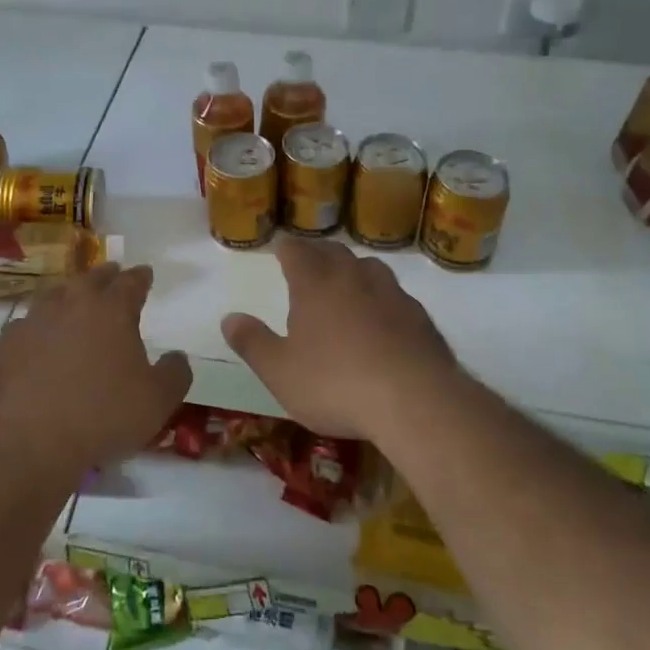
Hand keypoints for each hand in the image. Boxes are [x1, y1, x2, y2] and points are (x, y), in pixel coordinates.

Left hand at [0, 263, 191, 481]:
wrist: (27, 438)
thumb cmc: (102, 415)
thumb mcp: (157, 401)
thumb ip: (174, 374)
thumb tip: (178, 356)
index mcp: (112, 309)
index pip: (131, 282)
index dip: (141, 277)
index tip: (145, 273)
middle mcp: (72, 303)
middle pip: (92, 278)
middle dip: (106, 275)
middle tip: (113, 274)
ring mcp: (34, 320)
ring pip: (55, 295)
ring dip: (69, 294)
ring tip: (74, 299)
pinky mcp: (6, 344)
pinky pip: (27, 325)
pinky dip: (39, 327)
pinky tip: (39, 339)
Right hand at [222, 237, 460, 440]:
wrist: (415, 401)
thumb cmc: (336, 384)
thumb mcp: (280, 372)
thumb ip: (252, 343)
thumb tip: (229, 317)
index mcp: (315, 284)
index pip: (296, 251)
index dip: (286, 248)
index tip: (280, 248)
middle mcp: (353, 277)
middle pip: (333, 253)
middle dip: (318, 254)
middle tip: (309, 263)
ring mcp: (391, 293)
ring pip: (368, 268)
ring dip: (353, 270)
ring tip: (346, 283)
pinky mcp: (420, 316)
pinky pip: (395, 295)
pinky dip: (382, 298)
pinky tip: (382, 319)